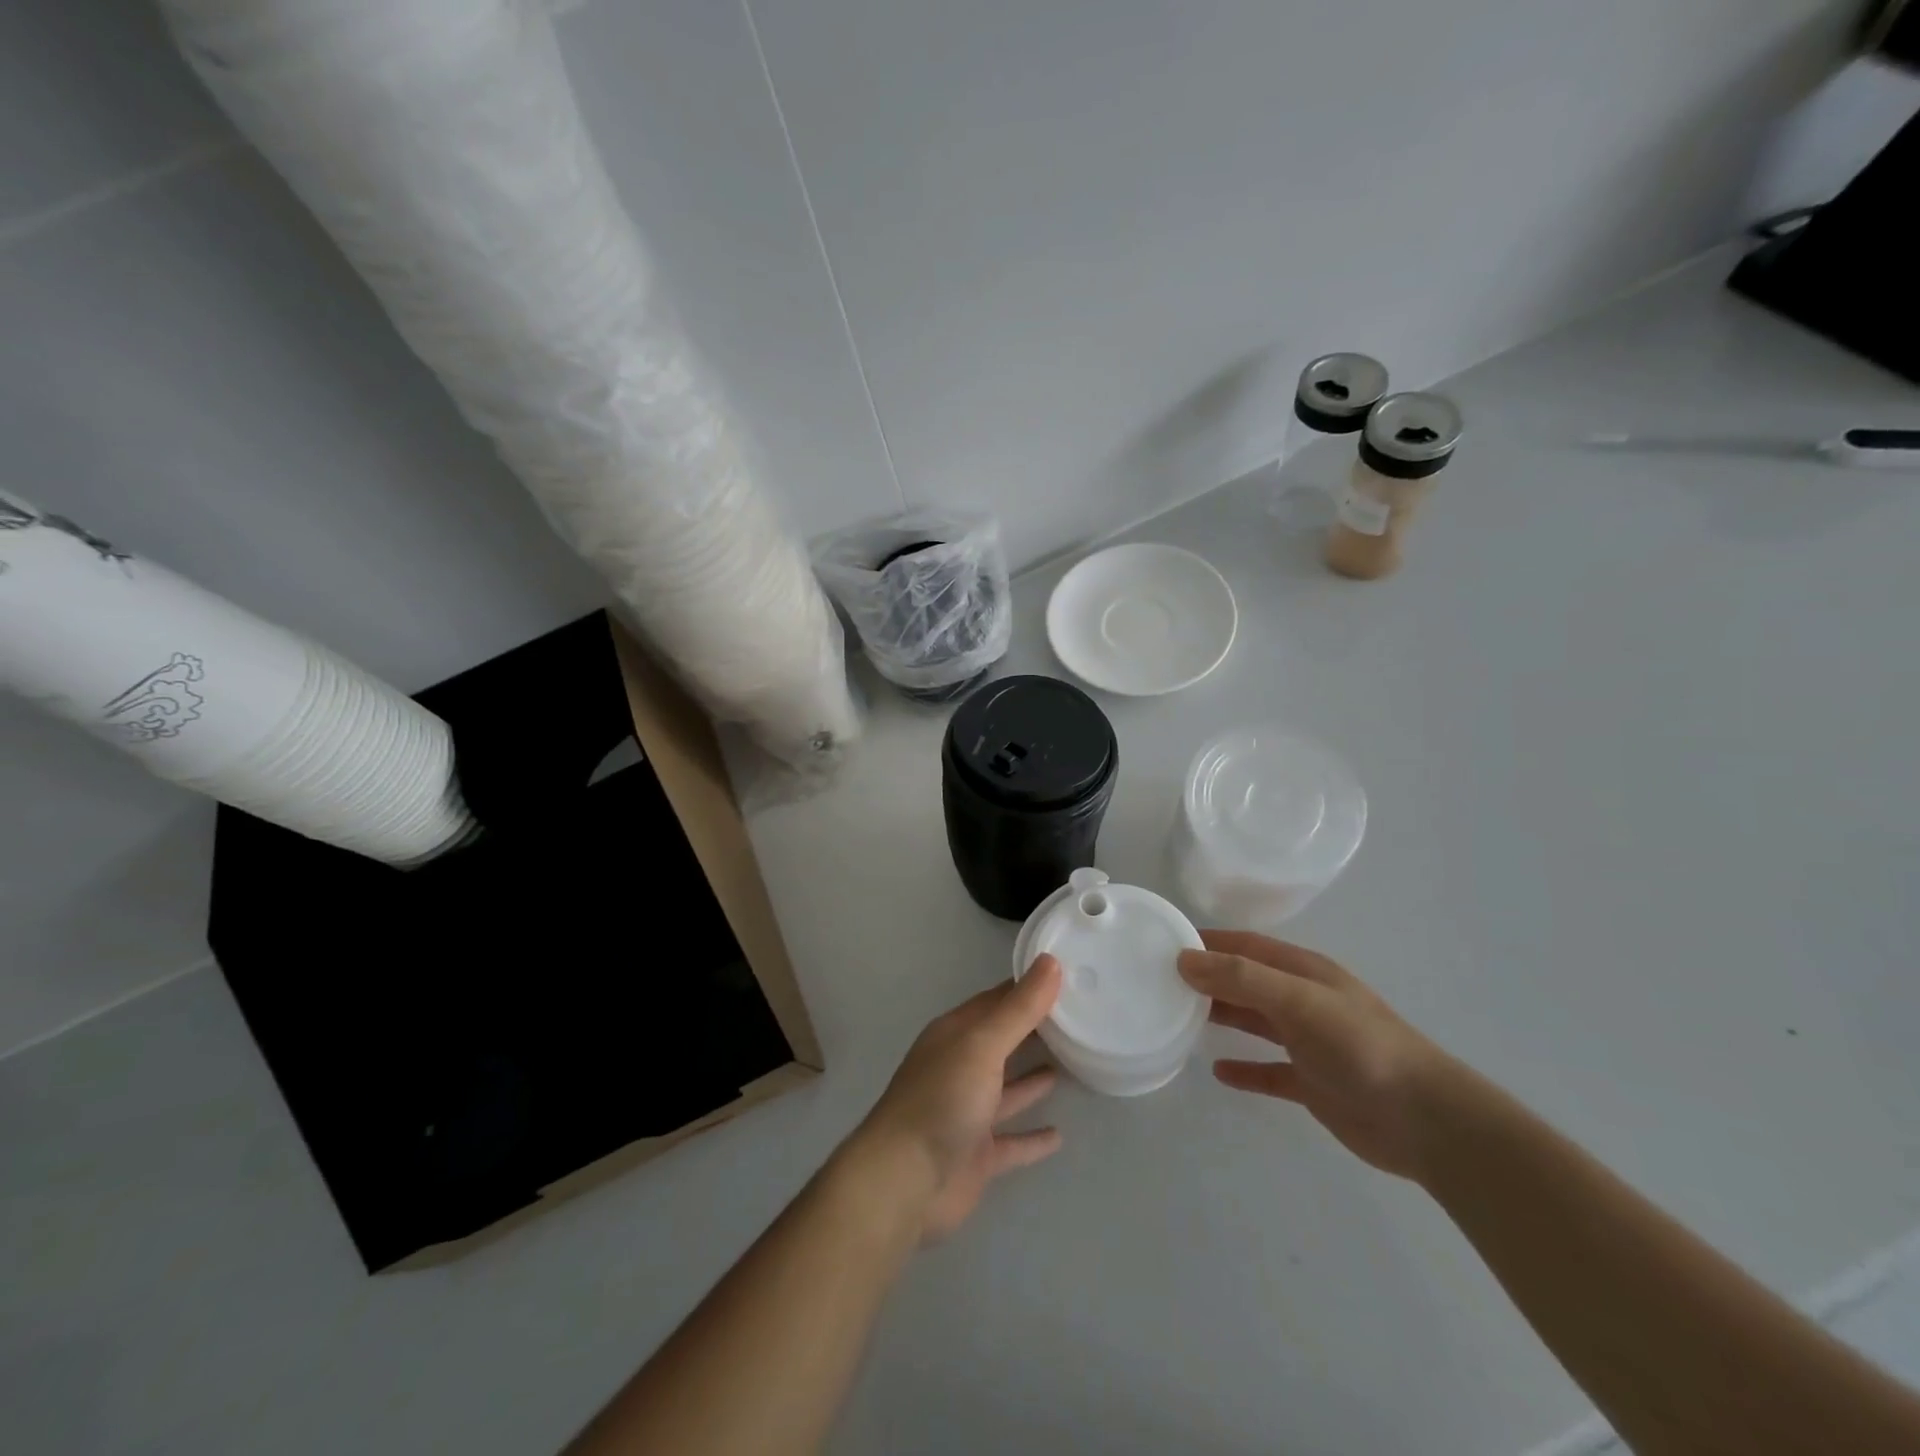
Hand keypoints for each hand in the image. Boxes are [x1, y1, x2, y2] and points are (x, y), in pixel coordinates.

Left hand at [845, 956, 1064, 1242]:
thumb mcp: (982, 1045)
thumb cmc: (942, 1100)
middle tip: (1079, 1018)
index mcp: (956, 1035)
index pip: (997, 1001)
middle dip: (1034, 1030)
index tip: (1067, 977)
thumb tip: (1050, 961)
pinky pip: (1012, 1141)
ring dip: (1033, 1078)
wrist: (903, 1182)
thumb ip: (1019, 1009)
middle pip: (1002, 1042)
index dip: (1029, 989)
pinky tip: (1059, 1135)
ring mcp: (968, 1113)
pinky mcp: (977, 1155)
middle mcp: (960, 1068)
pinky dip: (1032, 1138)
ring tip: (1072, 1063)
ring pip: (1007, 1089)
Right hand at [1179, 930, 1455, 1180]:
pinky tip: (1218, 1072)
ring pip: (1253, 1021)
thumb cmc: (1361, 1047)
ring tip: (1177, 1016)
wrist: (1426, 1121)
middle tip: (1160, 982)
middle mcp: (1303, 1001)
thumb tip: (1184, 959)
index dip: (1208, 942)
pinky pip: (1268, 1071)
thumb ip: (1242, 978)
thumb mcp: (1299, 1001)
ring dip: (1220, 1016)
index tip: (1164, 943)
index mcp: (1303, 972)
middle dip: (1207, 978)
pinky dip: (1244, 1069)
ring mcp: (1308, 1043)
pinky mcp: (1312, 1083)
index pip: (1245, 946)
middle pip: (1245, 981)